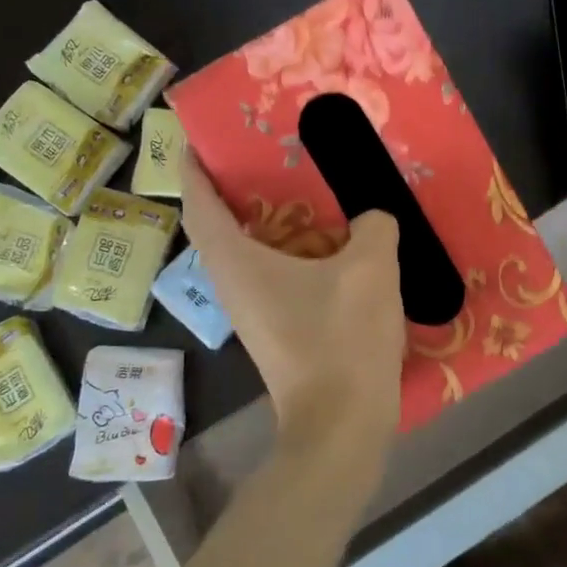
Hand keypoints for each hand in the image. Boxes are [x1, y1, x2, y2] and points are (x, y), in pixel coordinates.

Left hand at [179, 153, 405, 459]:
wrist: (341, 426)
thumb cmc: (342, 339)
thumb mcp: (370, 268)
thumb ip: (373, 227)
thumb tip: (372, 220)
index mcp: (238, 263)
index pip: (199, 206)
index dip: (193, 170)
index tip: (199, 140)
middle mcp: (235, 286)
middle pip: (222, 227)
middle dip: (237, 189)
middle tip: (268, 156)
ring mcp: (255, 312)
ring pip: (253, 253)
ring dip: (273, 222)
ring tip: (308, 191)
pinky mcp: (278, 331)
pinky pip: (277, 276)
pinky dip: (296, 252)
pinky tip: (335, 244)